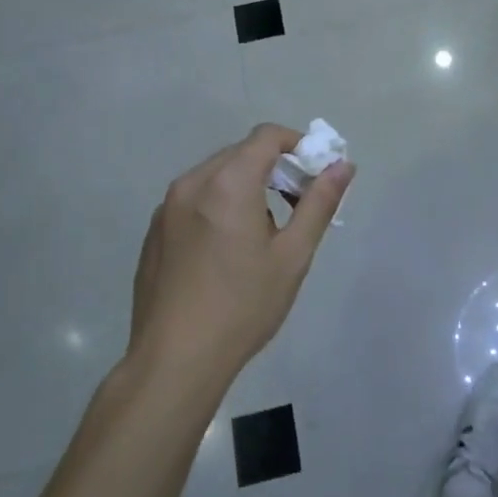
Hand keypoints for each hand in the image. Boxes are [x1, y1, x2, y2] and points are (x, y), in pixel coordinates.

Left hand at [128, 124, 353, 390]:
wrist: (174, 360)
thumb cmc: (242, 307)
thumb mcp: (292, 256)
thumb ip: (319, 204)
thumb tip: (343, 166)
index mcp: (227, 182)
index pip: (267, 136)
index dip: (297, 145)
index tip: (315, 175)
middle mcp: (192, 183)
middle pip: (241, 154)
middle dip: (274, 168)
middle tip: (296, 207)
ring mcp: (166, 207)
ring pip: (216, 176)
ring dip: (246, 187)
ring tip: (261, 235)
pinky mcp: (154, 231)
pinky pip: (194, 200)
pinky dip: (218, 206)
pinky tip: (226, 253)